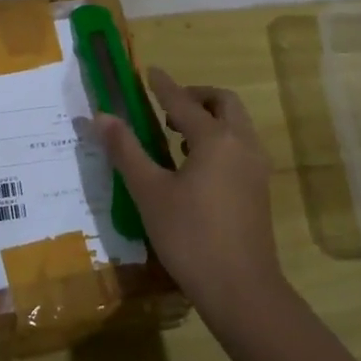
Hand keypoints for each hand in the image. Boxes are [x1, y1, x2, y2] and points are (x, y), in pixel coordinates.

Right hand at [92, 67, 283, 330]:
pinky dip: (220, 139)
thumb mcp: (149, 192)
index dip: (163, 85)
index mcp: (215, 139)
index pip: (183, 101)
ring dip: (209, 118)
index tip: (150, 71)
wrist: (241, 289)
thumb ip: (126, 150)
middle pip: (223, 103)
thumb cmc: (190, 236)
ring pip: (236, 124)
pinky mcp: (259, 188)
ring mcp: (256, 167)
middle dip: (195, 97)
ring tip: (176, 135)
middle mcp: (242, 144)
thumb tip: (101, 116)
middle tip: (165, 108)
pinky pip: (240, 146)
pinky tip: (196, 165)